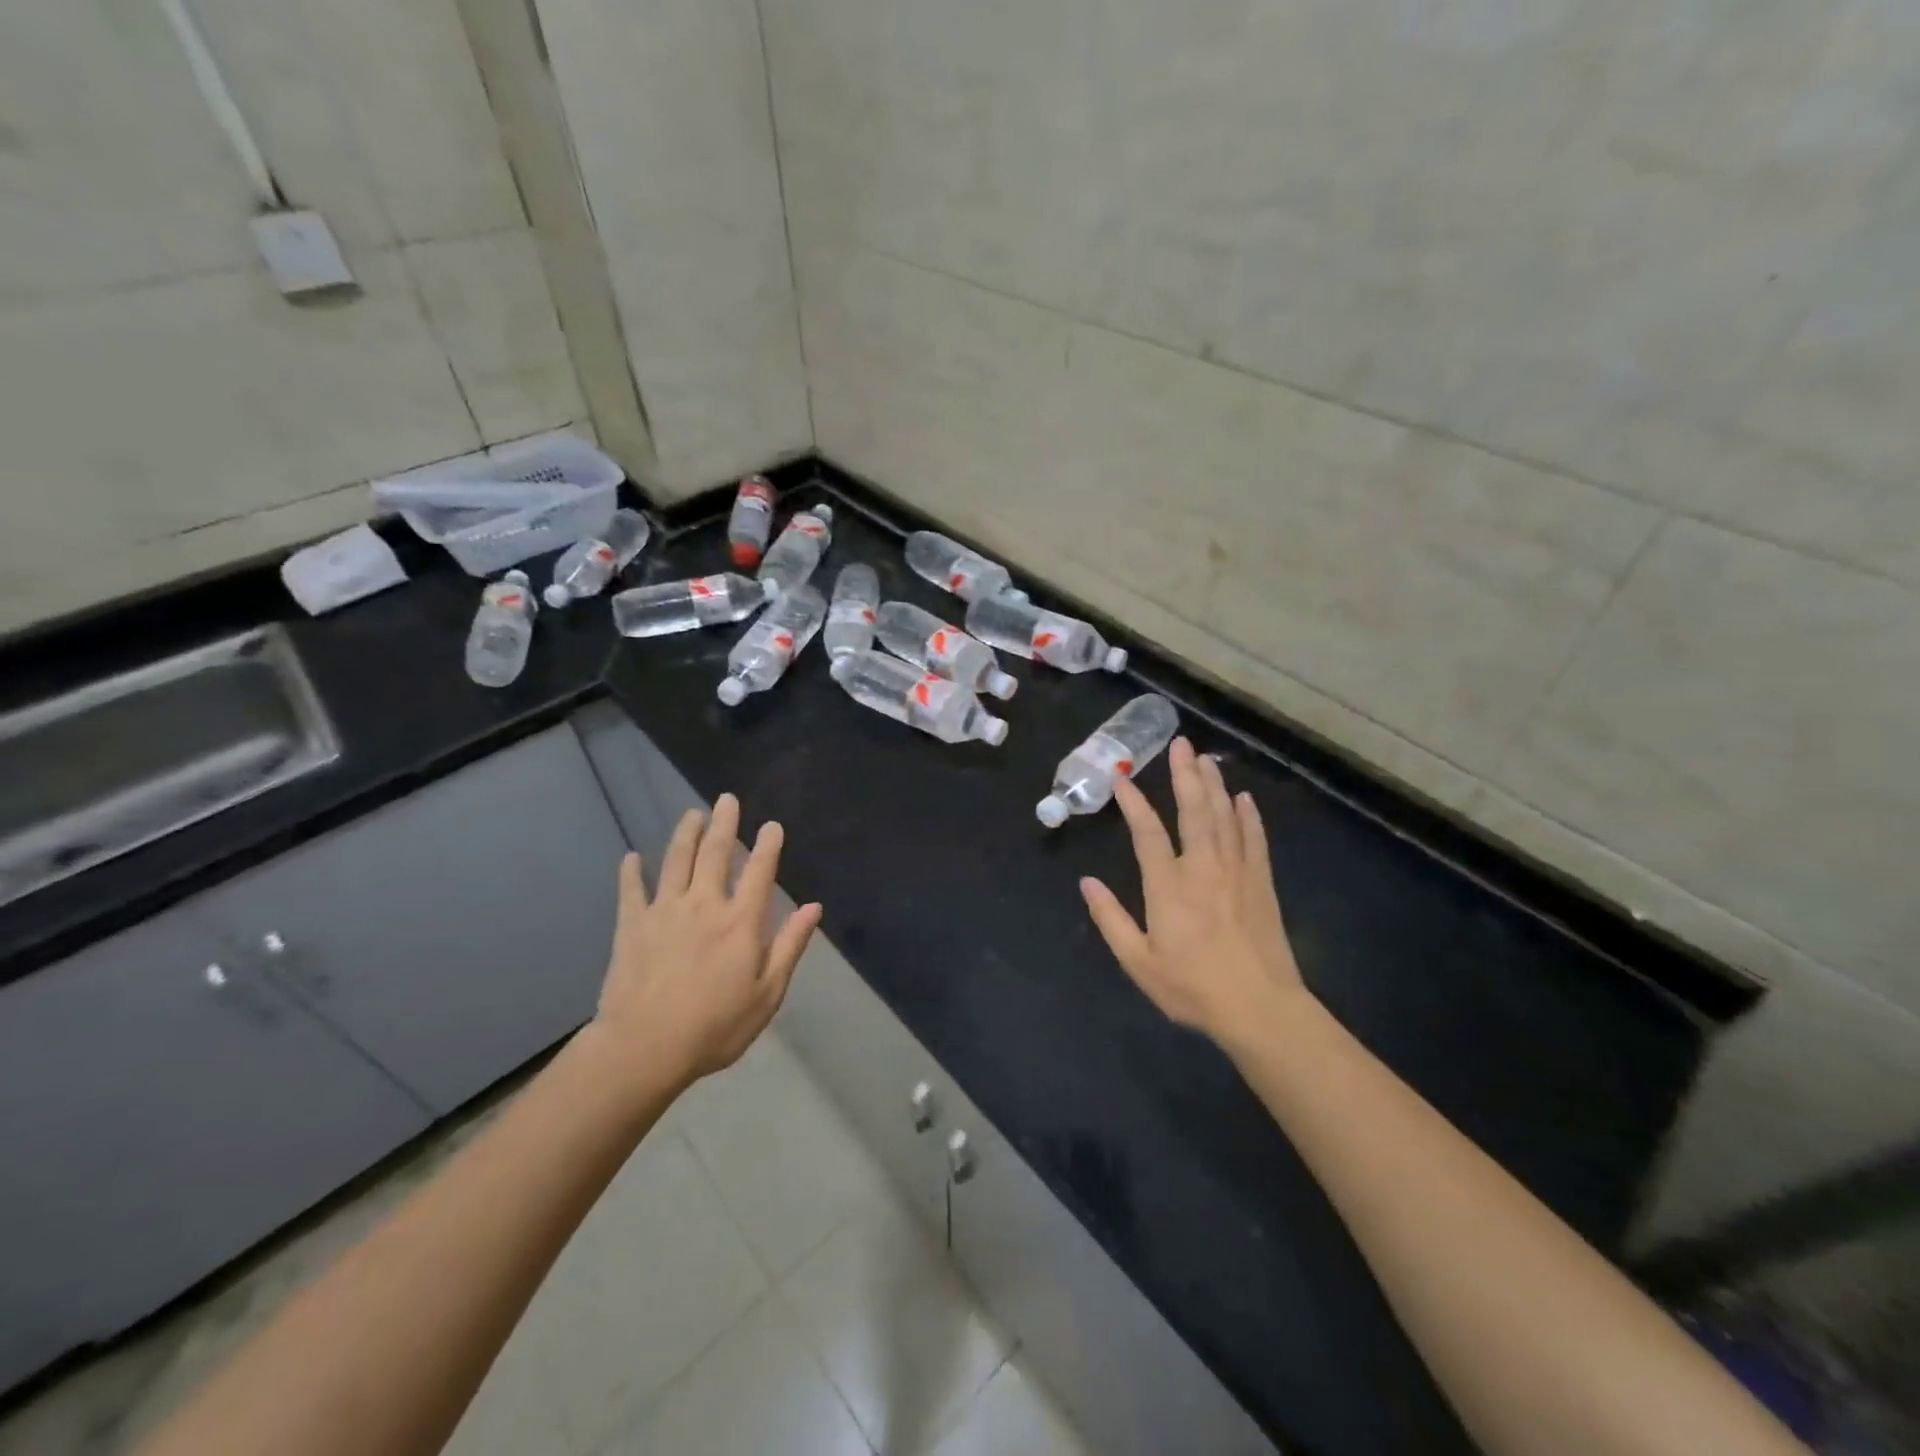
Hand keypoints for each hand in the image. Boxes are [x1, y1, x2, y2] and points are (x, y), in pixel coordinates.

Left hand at [591, 793, 821, 1093]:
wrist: (644, 1048)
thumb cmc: (715, 1027)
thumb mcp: (767, 994)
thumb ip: (790, 946)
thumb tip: (813, 907)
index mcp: (740, 922)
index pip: (759, 871)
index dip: (768, 845)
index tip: (771, 825)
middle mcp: (704, 905)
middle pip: (715, 853)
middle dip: (723, 823)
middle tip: (725, 799)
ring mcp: (664, 911)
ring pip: (675, 861)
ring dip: (685, 834)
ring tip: (691, 814)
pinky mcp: (632, 925)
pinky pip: (631, 890)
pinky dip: (632, 872)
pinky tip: (631, 857)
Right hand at [1080, 737, 1307, 1049]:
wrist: (1260, 1008)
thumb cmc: (1192, 987)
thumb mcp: (1138, 961)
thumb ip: (1110, 919)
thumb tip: (1087, 882)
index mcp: (1168, 886)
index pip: (1147, 833)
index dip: (1134, 804)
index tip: (1122, 779)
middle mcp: (1203, 868)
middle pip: (1194, 810)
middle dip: (1185, 775)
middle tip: (1180, 743)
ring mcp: (1237, 872)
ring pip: (1225, 817)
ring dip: (1214, 785)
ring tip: (1206, 758)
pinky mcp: (1261, 883)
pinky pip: (1255, 839)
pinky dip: (1249, 816)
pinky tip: (1244, 798)